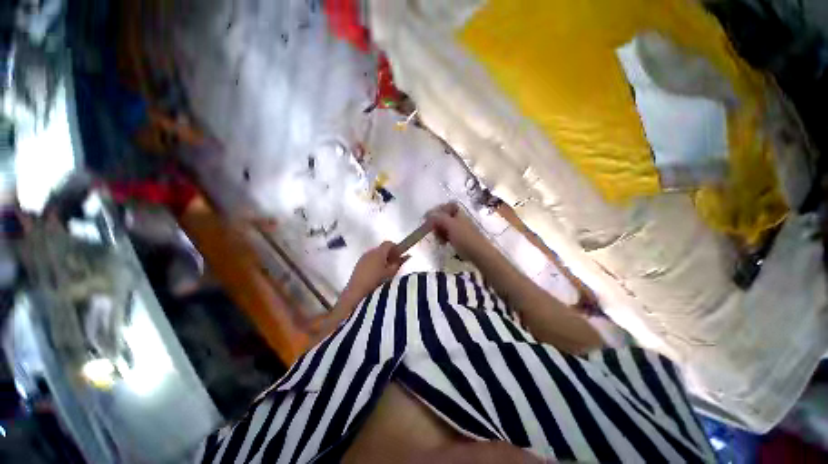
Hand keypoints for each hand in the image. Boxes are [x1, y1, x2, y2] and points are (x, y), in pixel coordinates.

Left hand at [345, 241, 407, 298]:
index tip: (399, 256)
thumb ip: (399, 263)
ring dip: (382, 259)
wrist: (356, 291)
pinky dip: (375, 262)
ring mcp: (363, 257)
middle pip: (382, 248)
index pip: (389, 243)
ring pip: (375, 254)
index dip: (395, 248)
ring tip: (386, 270)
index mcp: (379, 252)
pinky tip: (377, 273)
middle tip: (394, 264)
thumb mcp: (391, 273)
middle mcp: (370, 251)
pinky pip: (369, 259)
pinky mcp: (358, 263)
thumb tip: (407, 256)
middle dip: (389, 254)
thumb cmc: (377, 281)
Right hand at [425, 202, 495, 260]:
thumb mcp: (450, 225)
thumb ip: (439, 218)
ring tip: (439, 239)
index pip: (447, 206)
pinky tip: (443, 243)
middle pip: (444, 217)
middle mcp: (459, 219)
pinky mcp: (459, 238)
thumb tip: (428, 214)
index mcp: (459, 213)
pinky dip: (443, 237)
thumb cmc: (464, 237)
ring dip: (439, 232)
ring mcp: (460, 229)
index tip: (429, 218)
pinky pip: (447, 235)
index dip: (438, 210)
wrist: (478, 253)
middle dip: (437, 223)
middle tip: (433, 230)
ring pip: (445, 227)